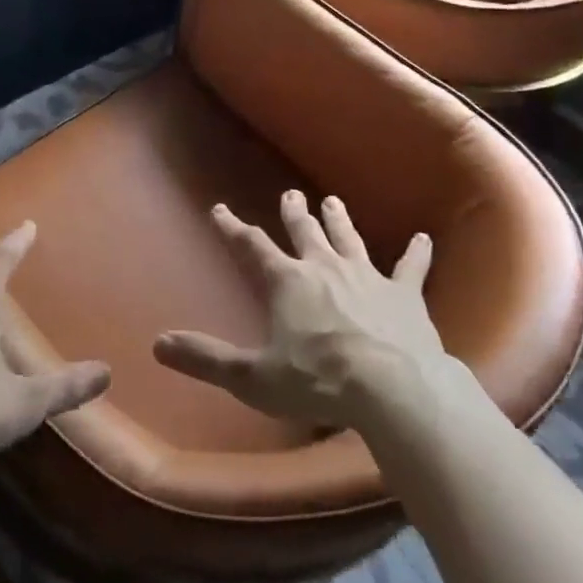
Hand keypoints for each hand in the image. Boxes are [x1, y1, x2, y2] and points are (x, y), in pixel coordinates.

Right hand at [154, 189, 445, 427]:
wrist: (392, 387)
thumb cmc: (318, 381)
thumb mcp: (254, 377)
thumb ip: (206, 359)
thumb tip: (158, 345)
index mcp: (287, 282)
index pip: (252, 246)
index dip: (234, 228)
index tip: (220, 210)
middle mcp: (324, 267)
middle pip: (305, 232)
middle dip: (294, 213)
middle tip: (290, 194)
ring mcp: (367, 276)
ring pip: (349, 239)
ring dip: (339, 220)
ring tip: (333, 200)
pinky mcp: (404, 294)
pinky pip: (411, 268)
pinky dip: (417, 253)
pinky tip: (424, 238)